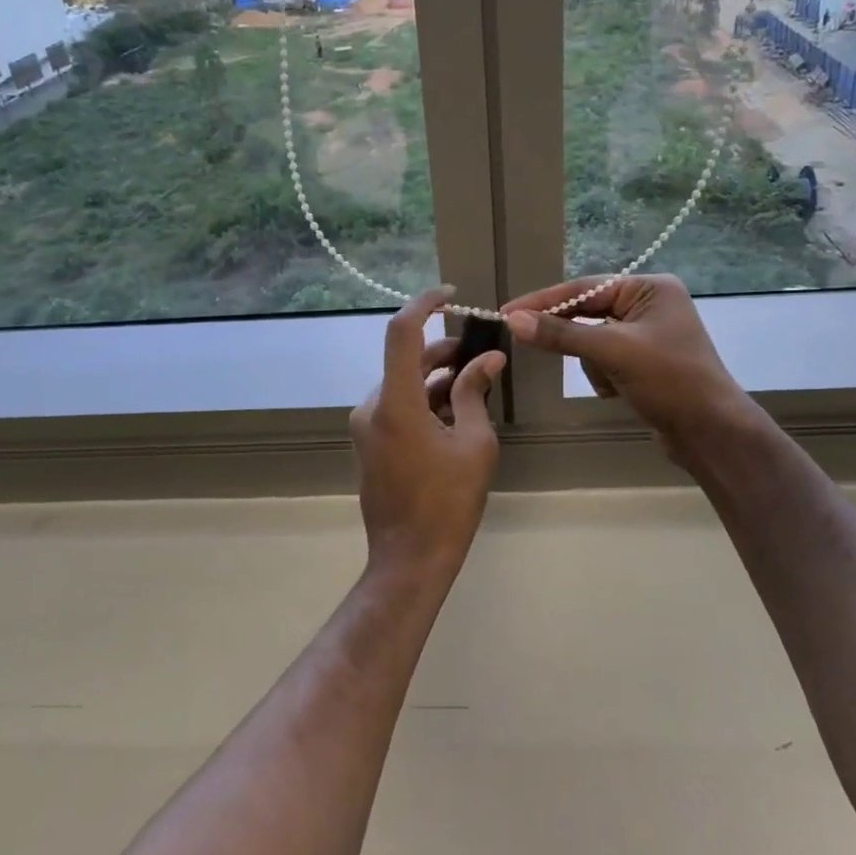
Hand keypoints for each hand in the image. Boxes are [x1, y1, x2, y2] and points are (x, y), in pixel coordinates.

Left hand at [349, 288, 506, 577]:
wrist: (410, 558)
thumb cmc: (448, 502)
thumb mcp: (473, 443)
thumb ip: (475, 393)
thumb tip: (489, 359)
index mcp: (395, 403)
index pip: (402, 332)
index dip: (424, 304)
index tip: (451, 296)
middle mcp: (372, 406)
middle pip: (406, 360)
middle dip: (443, 351)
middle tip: (480, 354)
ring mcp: (366, 426)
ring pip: (402, 384)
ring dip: (436, 378)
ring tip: (474, 385)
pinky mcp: (369, 442)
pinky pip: (396, 406)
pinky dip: (423, 400)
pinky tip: (454, 412)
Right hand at [502, 274, 752, 461]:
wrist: (712, 433)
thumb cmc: (669, 381)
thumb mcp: (611, 352)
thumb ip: (561, 334)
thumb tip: (513, 320)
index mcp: (650, 289)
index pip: (585, 288)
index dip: (544, 300)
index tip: (507, 311)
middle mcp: (650, 305)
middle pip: (588, 313)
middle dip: (573, 336)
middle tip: (526, 338)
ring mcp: (648, 335)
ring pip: (592, 339)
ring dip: (592, 362)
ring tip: (611, 381)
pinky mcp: (644, 362)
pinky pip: (605, 358)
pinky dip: (603, 375)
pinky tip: (617, 392)